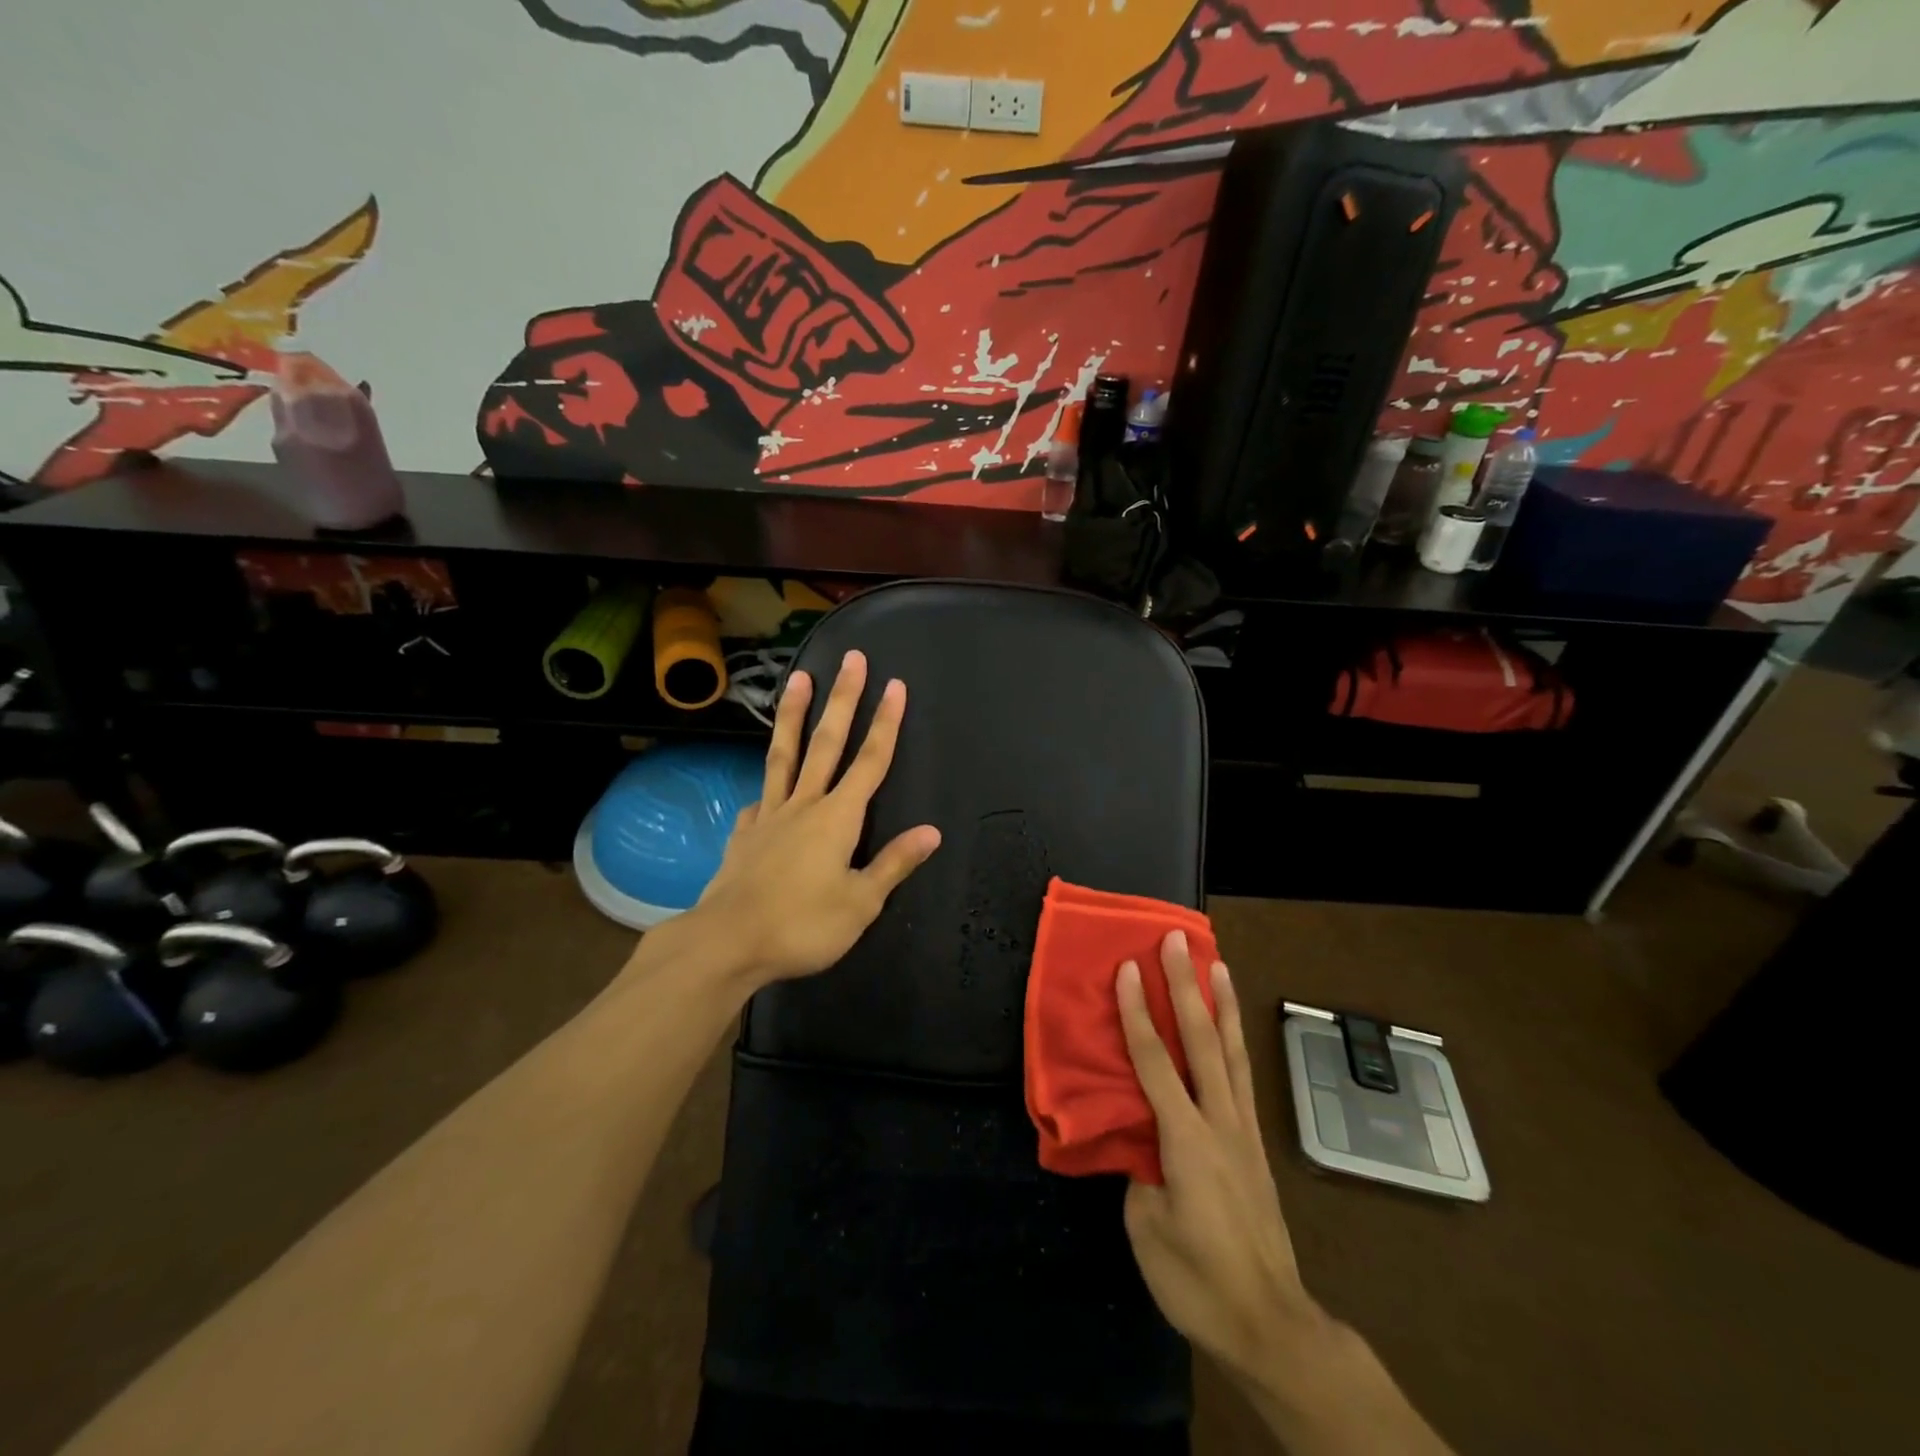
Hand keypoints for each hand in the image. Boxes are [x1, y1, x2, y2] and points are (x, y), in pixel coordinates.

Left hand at [686, 649, 940, 989]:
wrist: (727, 942)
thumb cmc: (802, 925)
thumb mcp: (860, 903)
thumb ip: (894, 864)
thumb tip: (932, 832)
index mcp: (838, 818)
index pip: (870, 762)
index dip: (886, 723)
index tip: (895, 686)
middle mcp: (804, 805)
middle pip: (827, 743)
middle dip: (843, 699)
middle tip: (852, 660)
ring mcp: (769, 815)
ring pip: (784, 755)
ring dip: (794, 715)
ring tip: (798, 678)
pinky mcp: (744, 833)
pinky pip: (759, 800)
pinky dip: (766, 788)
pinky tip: (763, 792)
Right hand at [1118, 931, 1315, 1382]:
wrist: (1271, 1324)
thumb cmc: (1198, 1280)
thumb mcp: (1147, 1228)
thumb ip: (1140, 1170)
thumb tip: (1139, 1139)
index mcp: (1185, 1139)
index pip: (1155, 1061)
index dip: (1137, 1011)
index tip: (1127, 968)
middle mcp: (1219, 1122)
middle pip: (1201, 1040)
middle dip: (1184, 986)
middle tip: (1177, 940)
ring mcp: (1243, 1131)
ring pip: (1232, 1052)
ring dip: (1222, 1003)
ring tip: (1217, 962)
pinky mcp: (1255, 1145)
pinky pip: (1243, 1079)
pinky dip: (1236, 1042)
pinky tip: (1232, 1029)